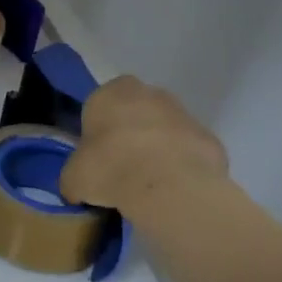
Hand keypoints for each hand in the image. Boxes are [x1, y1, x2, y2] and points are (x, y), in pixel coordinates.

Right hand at [60, 76, 227, 212]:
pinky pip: (188, 151)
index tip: (96, 155)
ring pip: (164, 129)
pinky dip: (181, 165)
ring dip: (157, 148)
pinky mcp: (209, 138)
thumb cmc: (109, 168)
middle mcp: (149, 93)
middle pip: (135, 111)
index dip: (98, 129)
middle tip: (121, 166)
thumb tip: (77, 189)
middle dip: (130, 133)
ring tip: (147, 183)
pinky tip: (172, 189)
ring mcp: (184, 113)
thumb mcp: (73, 178)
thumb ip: (74, 177)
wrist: (167, 186)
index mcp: (111, 92)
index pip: (100, 104)